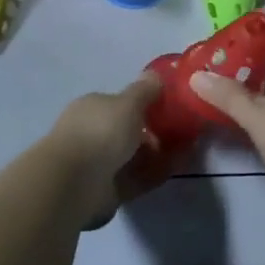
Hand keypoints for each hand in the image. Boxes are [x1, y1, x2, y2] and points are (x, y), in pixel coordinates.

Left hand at [42, 74, 169, 226]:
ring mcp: (99, 164)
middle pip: (128, 131)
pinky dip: (156, 173)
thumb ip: (144, 90)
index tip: (170, 107)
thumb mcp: (128, 103)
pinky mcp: (108, 190)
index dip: (145, 105)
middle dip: (154, 131)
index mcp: (92, 108)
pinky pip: (137, 178)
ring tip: (188, 150)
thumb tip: (156, 74)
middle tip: (183, 131)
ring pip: (134, 156)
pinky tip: (177, 167)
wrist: (76, 183)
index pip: (120, 103)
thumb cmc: (101, 132)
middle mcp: (93, 134)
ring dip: (159, 154)